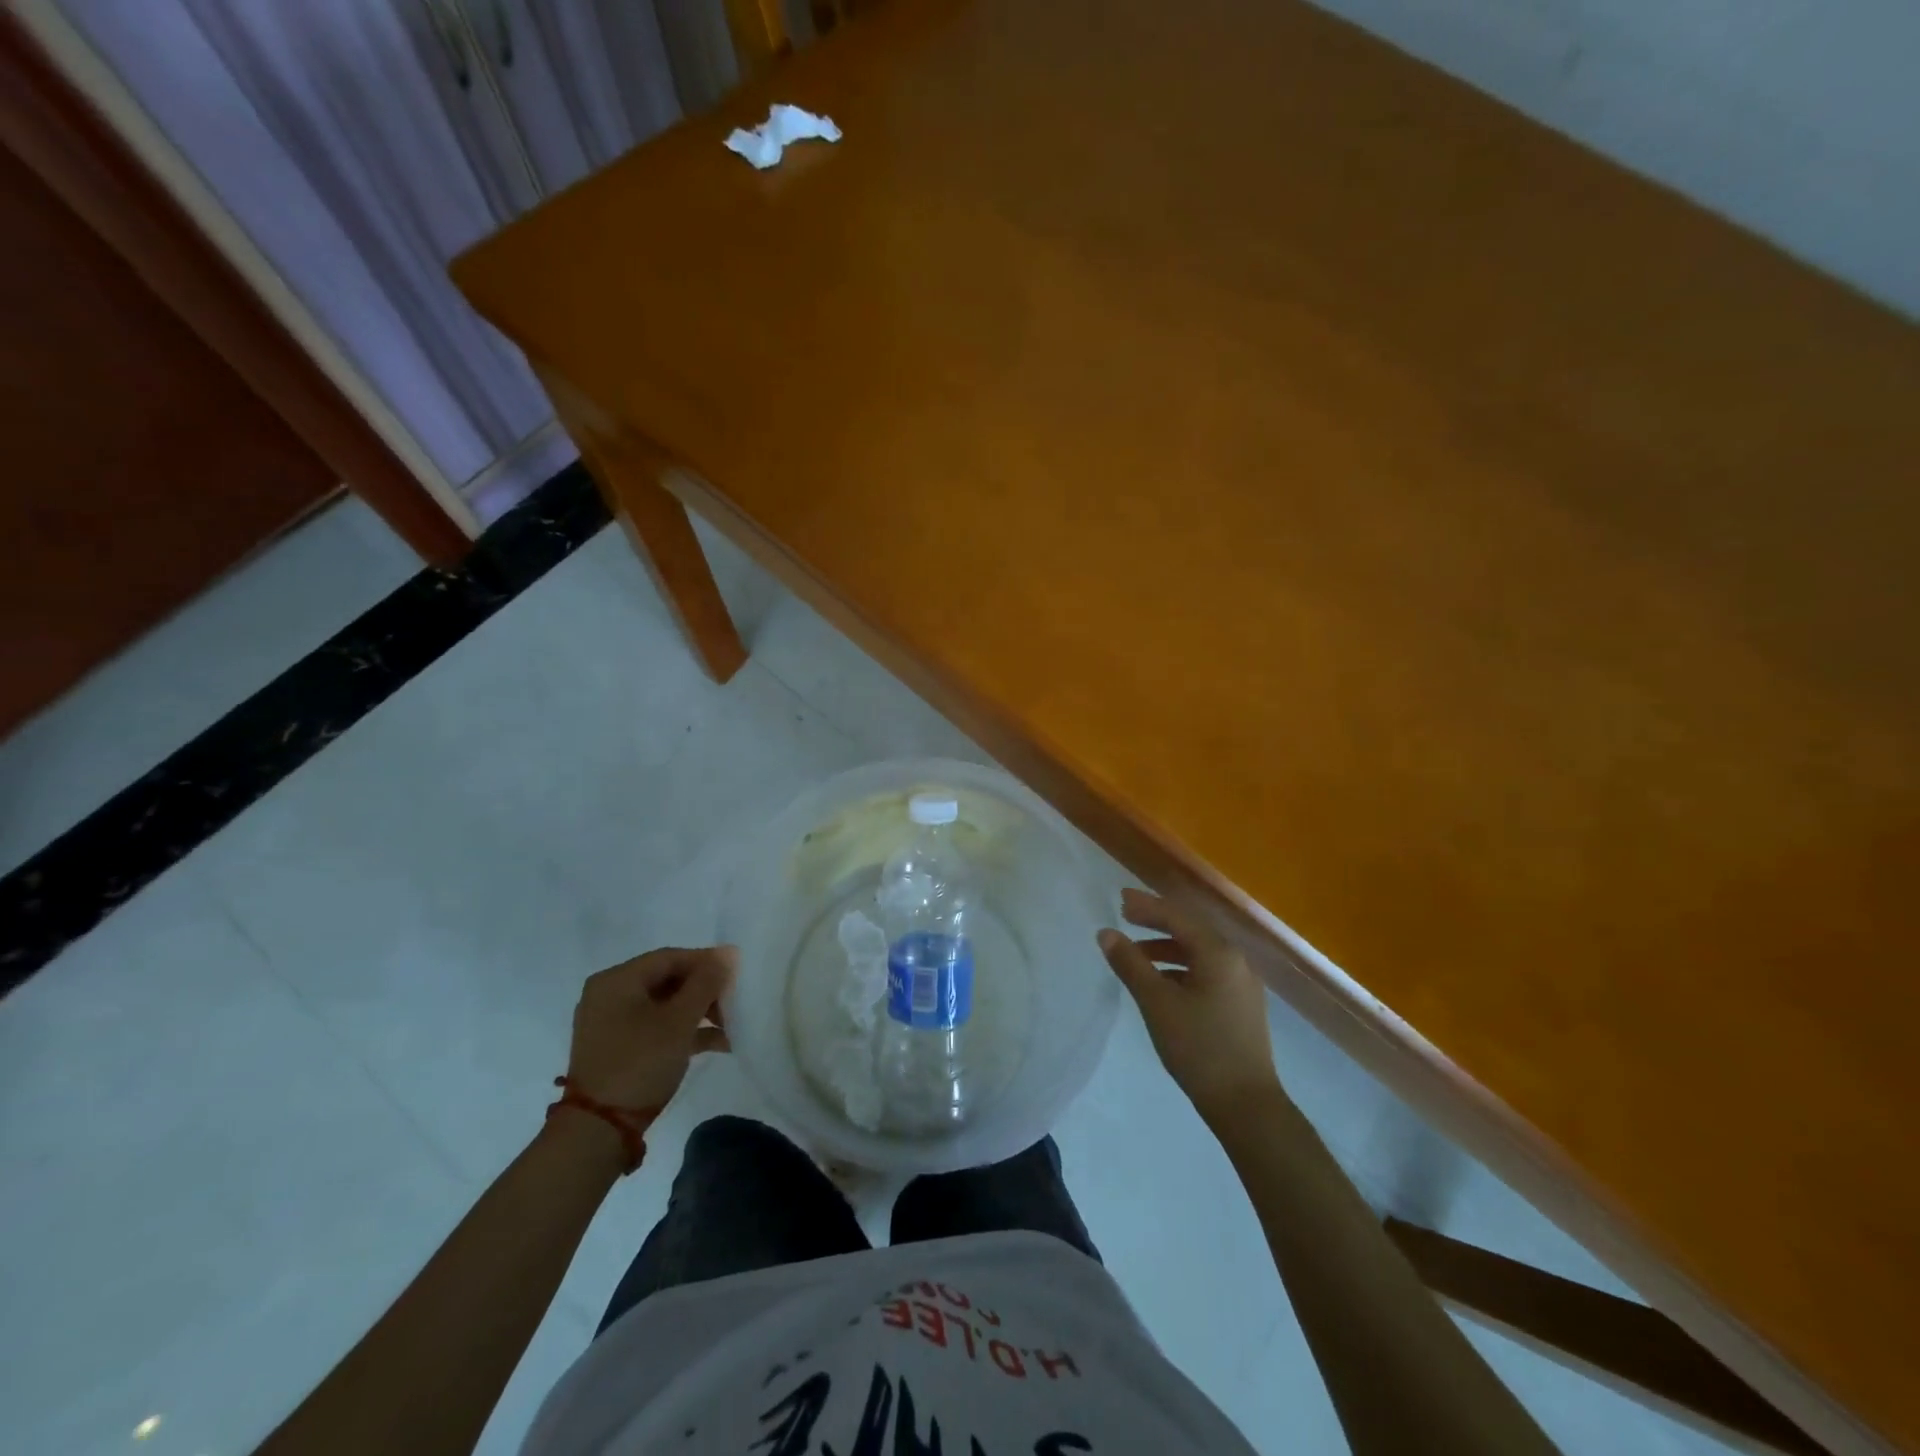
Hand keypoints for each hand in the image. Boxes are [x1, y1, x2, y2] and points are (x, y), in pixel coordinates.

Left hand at [564, 946, 735, 1112]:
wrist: (598, 1131)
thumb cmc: (639, 1063)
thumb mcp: (679, 1021)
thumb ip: (706, 983)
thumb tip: (729, 952)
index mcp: (617, 980)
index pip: (670, 958)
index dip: (707, 962)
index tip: (737, 975)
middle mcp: (609, 995)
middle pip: (668, 980)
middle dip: (705, 991)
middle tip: (734, 1004)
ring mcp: (611, 1023)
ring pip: (665, 1005)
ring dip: (699, 1013)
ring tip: (731, 1027)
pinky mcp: (618, 1048)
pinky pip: (656, 1027)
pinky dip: (683, 1031)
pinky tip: (717, 1043)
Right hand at [1098, 889, 1281, 1124]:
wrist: (1247, 1105)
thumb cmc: (1199, 1048)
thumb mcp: (1157, 1003)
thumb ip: (1130, 964)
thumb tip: (1106, 934)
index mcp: (1219, 953)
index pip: (1177, 917)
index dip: (1147, 906)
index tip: (1119, 899)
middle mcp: (1235, 961)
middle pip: (1190, 930)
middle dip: (1157, 922)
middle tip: (1125, 916)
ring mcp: (1242, 984)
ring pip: (1199, 953)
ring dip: (1166, 948)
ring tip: (1136, 954)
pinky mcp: (1241, 1005)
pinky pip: (1206, 971)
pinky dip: (1180, 968)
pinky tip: (1162, 983)